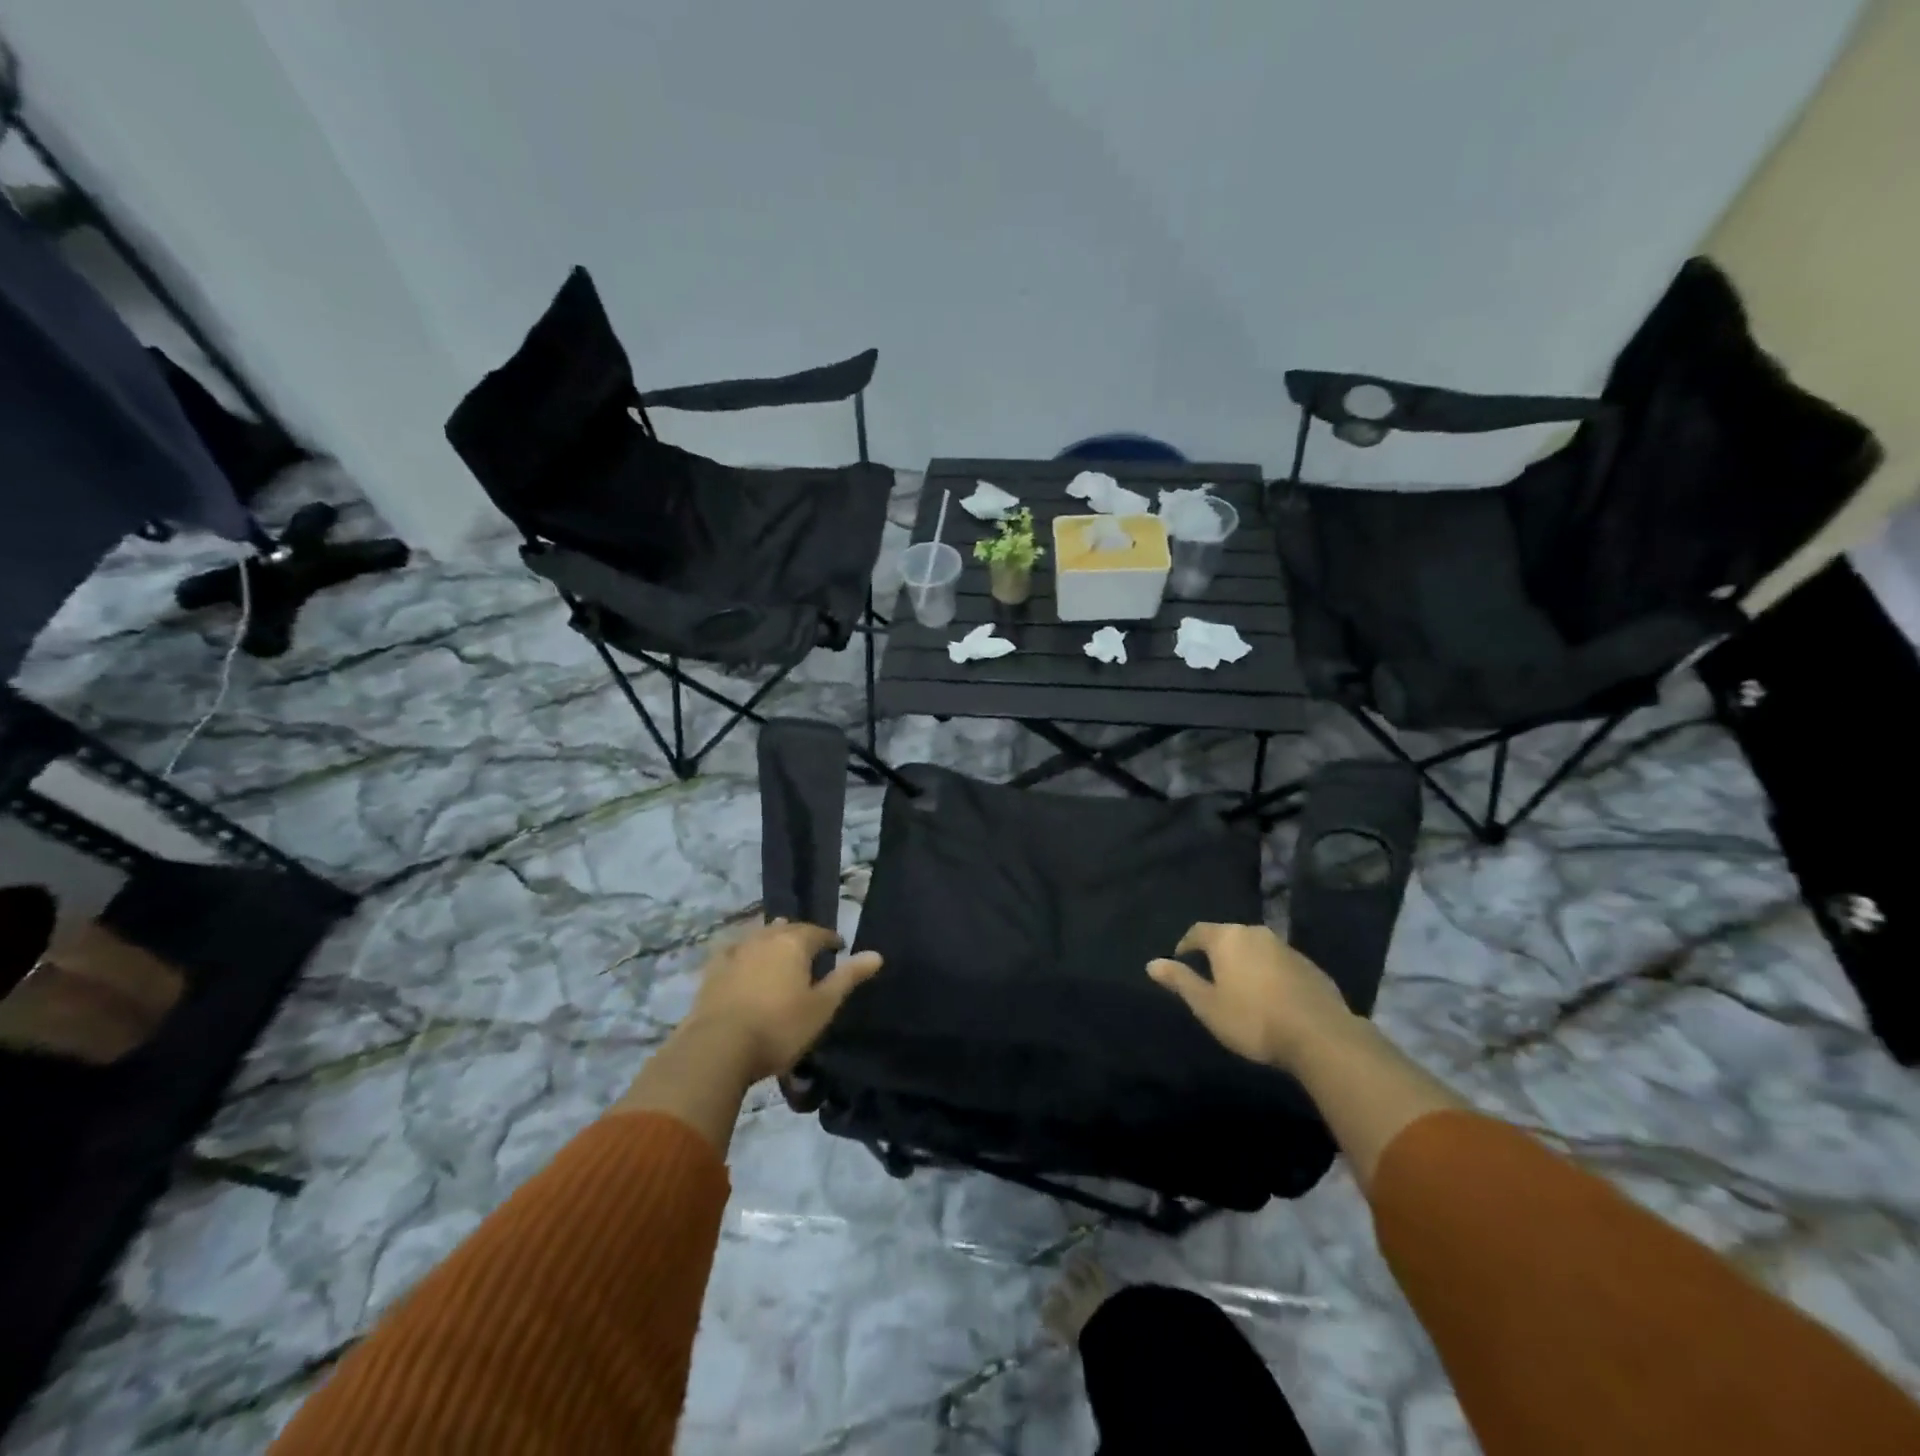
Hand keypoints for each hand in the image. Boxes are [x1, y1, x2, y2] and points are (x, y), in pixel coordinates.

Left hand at [683, 918, 882, 1083]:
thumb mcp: (822, 1006)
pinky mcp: (713, 969)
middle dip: (801, 936)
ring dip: (772, 940)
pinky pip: (733, 950)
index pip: (818, 932)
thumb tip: (876, 954)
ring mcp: (736, 951)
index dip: (831, 939)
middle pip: (788, 929)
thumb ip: (848, 977)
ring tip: (779, 954)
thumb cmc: (779, 1027)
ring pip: (759, 935)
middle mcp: (765, 938)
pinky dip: (744, 952)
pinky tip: (742, 961)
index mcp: (794, 943)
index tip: (839, 949)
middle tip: (810, 953)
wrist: (718, 1048)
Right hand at [1147, 922, 1357, 1072]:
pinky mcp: (1311, 966)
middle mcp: (1256, 933)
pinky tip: (1272, 998)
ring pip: (1256, 949)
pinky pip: (1280, 964)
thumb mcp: (1207, 1005)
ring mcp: (1287, 948)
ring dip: (1246, 963)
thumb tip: (1152, 963)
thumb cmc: (1252, 1019)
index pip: (1198, 931)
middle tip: (1211, 976)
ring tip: (1241, 989)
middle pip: (1229, 937)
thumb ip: (1180, 981)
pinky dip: (1270, 974)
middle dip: (1217, 953)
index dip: (1186, 945)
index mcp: (1228, 938)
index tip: (1181, 961)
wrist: (1320, 1036)